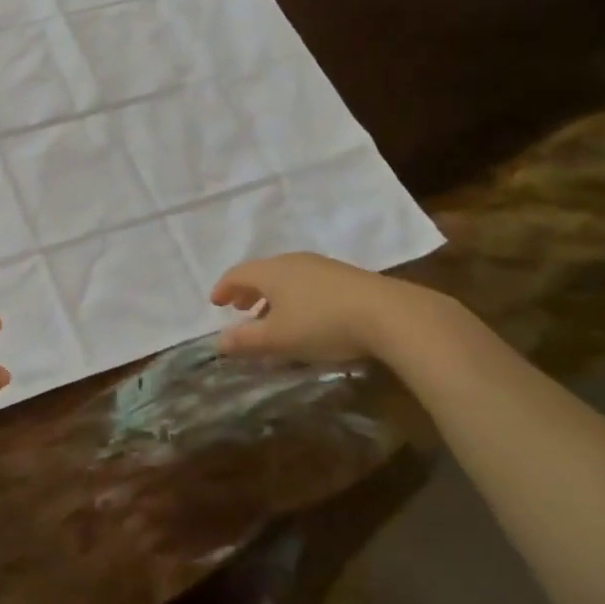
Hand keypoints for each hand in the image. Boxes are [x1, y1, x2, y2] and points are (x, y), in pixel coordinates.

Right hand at [210, 252, 443, 364]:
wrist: (389, 315)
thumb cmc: (322, 324)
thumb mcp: (278, 338)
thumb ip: (246, 340)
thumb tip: (218, 342)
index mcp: (271, 271)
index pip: (237, 273)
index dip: (223, 288)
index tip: (215, 303)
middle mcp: (293, 261)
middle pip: (262, 272)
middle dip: (248, 291)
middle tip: (239, 308)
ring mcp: (322, 267)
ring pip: (286, 277)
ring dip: (272, 295)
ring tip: (271, 316)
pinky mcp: (346, 278)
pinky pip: (307, 283)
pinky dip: (294, 297)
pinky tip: (305, 317)